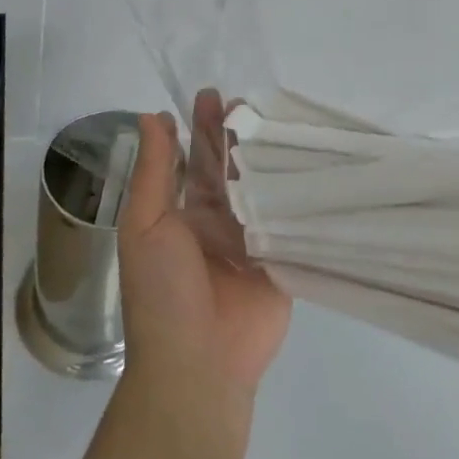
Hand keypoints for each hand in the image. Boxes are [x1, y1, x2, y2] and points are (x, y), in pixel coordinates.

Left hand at [117, 92, 291, 402]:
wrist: (198, 364)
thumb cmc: (162, 292)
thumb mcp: (146, 224)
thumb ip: (154, 171)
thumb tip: (152, 117)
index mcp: (182, 213)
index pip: (193, 159)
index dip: (199, 127)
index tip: (210, 94)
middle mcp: (218, 220)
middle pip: (230, 167)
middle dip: (235, 134)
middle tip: (246, 99)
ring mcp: (253, 238)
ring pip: (262, 185)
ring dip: (268, 154)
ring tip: (280, 119)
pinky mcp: (283, 257)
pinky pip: (291, 217)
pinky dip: (298, 190)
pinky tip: (312, 158)